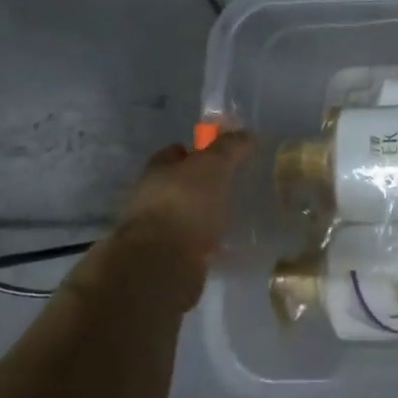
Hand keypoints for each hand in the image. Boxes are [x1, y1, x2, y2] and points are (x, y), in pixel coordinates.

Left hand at [70, 134, 251, 311]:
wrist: (162, 263)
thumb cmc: (185, 203)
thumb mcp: (212, 166)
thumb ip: (228, 148)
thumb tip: (245, 134)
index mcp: (157, 171)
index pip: (173, 152)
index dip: (194, 150)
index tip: (218, 153)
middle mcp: (151, 198)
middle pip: (178, 184)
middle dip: (199, 183)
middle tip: (230, 183)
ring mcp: (157, 230)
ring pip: (184, 214)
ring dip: (202, 214)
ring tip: (231, 213)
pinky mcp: (167, 258)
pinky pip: (191, 242)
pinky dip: (205, 241)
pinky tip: (225, 244)